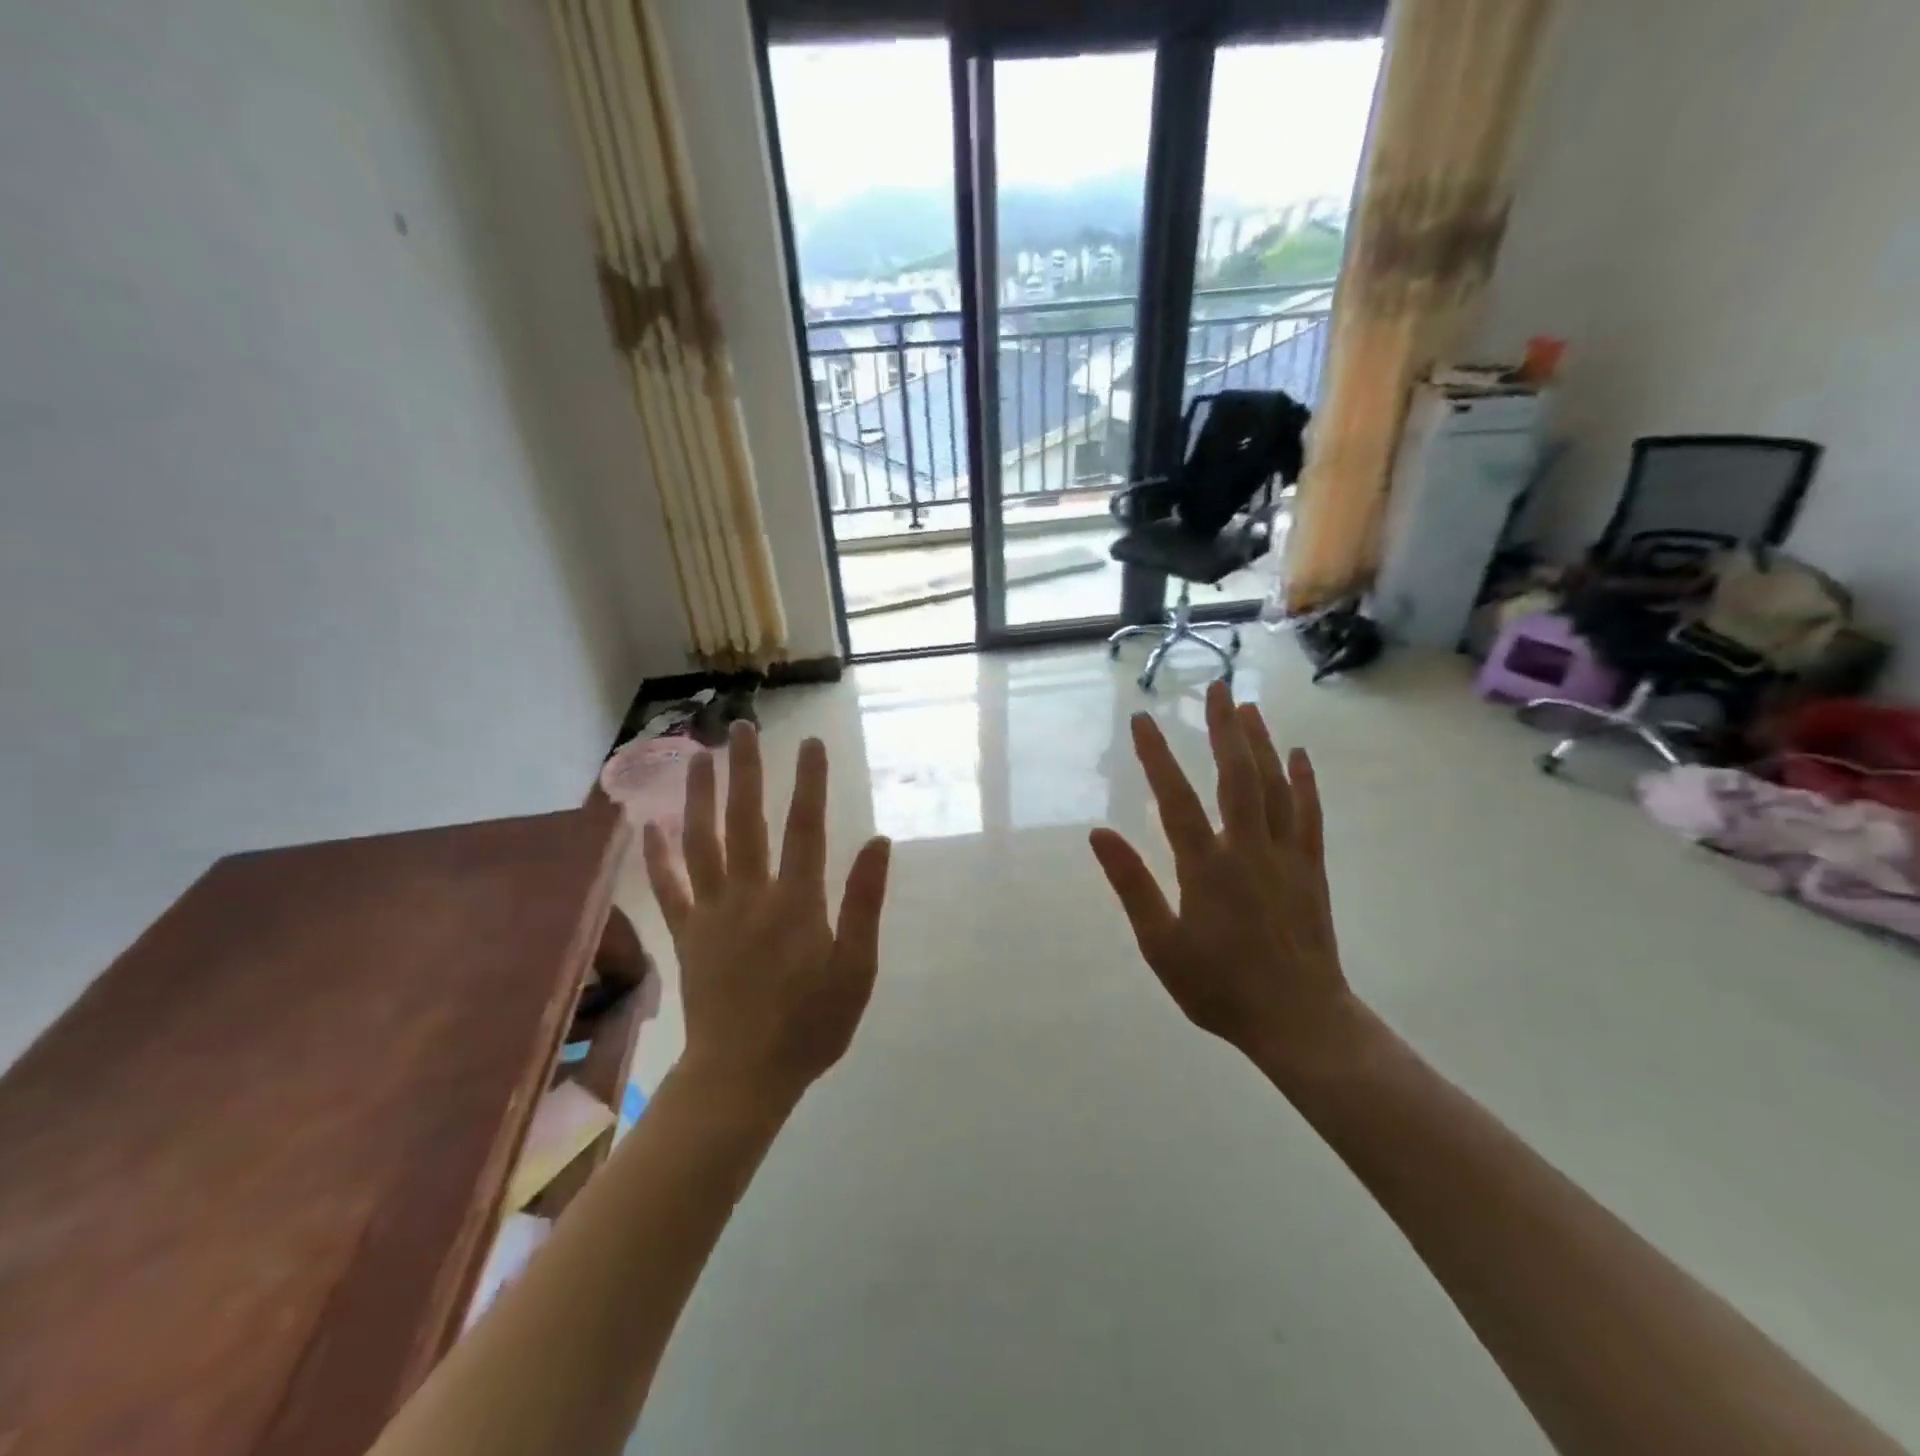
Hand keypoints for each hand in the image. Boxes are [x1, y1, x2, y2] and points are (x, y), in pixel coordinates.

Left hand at [643, 722, 891, 1108]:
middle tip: (741, 727)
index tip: (811, 742)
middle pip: (746, 820)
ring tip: (697, 756)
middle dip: (746, 770)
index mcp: (796, 902)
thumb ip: (865, 903)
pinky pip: (669, 889)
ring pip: (702, 842)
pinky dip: (657, 856)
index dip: (810, 782)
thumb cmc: (810, 1025)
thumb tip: (879, 842)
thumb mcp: (856, 969)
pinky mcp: (687, 936)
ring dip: (699, 797)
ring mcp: (712, 913)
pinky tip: (650, 826)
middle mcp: (750, 895)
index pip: (805, 827)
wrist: (742, 1077)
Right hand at [1089, 681, 1360, 1082]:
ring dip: (1261, 743)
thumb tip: (1099, 833)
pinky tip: (1299, 756)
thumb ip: (1132, 886)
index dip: (1157, 757)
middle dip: (1223, 730)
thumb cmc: (1220, 987)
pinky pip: (1308, 815)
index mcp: (1206, 868)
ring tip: (1249, 707)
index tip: (1143, 720)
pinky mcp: (1311, 869)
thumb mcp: (1161, 945)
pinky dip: (1304, 782)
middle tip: (1215, 688)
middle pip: (1236, 776)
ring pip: (1274, 787)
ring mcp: (1285, 856)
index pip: (1175, 799)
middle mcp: (1248, 849)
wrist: (1300, 1021)